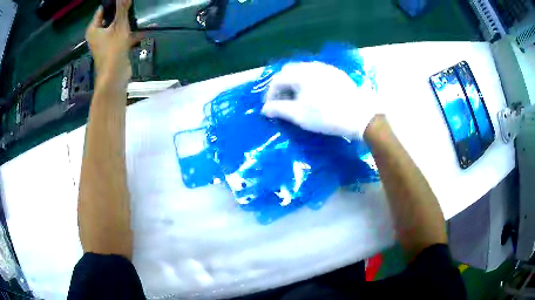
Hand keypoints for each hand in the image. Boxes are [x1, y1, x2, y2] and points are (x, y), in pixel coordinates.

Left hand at [86, 0, 138, 89]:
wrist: (115, 76)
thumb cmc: (113, 49)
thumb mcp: (119, 25)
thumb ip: (122, 8)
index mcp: (93, 29)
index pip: (102, 9)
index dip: (113, 3)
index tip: (125, 0)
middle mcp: (97, 35)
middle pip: (110, 17)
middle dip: (122, 11)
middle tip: (132, 5)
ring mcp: (105, 42)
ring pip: (117, 26)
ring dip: (127, 21)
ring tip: (138, 14)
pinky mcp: (113, 48)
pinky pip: (121, 35)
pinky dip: (130, 32)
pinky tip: (142, 28)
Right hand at [262, 62, 379, 139]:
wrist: (360, 116)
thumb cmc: (326, 116)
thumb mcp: (299, 115)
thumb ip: (278, 109)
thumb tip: (264, 109)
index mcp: (300, 73)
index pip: (277, 80)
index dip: (270, 94)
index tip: (269, 108)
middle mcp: (311, 66)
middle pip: (289, 72)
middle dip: (282, 87)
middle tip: (282, 102)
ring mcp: (326, 68)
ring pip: (303, 71)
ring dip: (295, 84)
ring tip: (296, 99)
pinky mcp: (336, 74)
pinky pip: (316, 74)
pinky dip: (308, 82)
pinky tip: (313, 94)